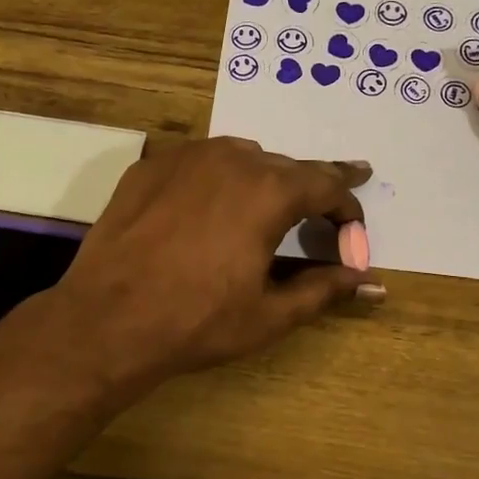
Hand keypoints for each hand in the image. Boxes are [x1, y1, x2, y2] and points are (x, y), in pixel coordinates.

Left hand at [42, 138, 377, 388]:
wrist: (107, 320)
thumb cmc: (197, 322)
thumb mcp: (270, 313)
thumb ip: (324, 289)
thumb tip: (371, 284)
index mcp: (269, 191)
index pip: (327, 184)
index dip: (348, 207)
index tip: (354, 227)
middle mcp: (232, 159)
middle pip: (286, 167)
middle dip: (310, 191)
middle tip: (323, 210)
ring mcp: (185, 157)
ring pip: (241, 157)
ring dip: (264, 179)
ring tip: (268, 207)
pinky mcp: (150, 167)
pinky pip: (199, 162)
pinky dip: (217, 179)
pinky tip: (210, 206)